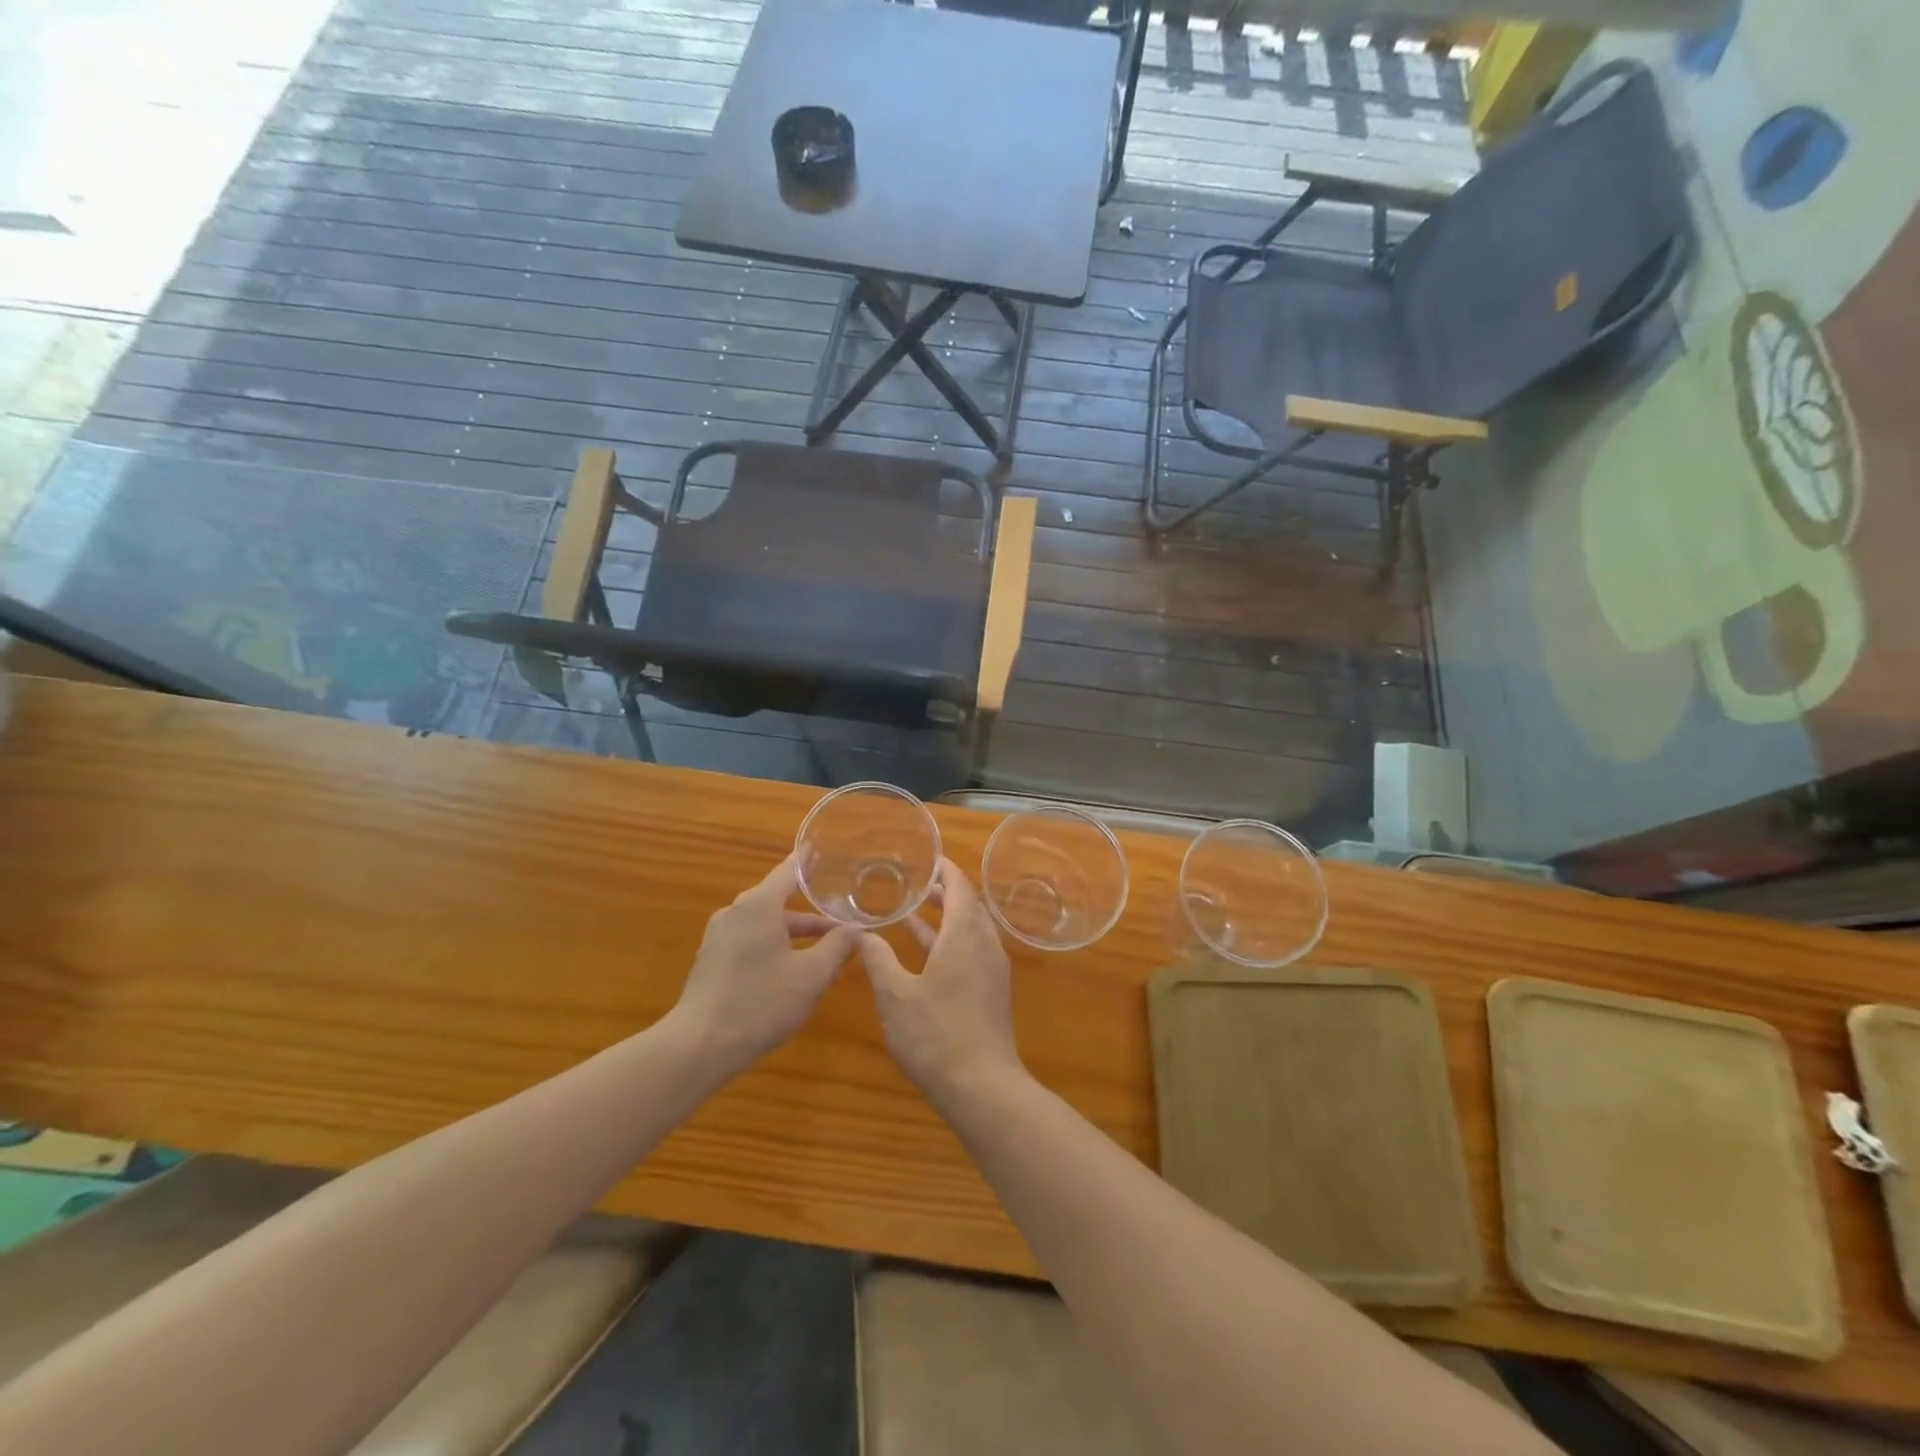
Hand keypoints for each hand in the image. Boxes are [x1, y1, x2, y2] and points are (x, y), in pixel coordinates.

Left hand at [671, 855, 859, 1077]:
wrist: (698, 1047)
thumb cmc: (760, 1002)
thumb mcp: (811, 976)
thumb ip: (837, 947)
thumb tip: (855, 929)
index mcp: (758, 906)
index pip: (788, 872)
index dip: (809, 862)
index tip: (823, 849)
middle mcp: (735, 913)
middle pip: (779, 902)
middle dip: (812, 913)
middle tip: (842, 916)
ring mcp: (719, 938)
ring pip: (766, 926)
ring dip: (795, 936)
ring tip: (826, 952)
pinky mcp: (711, 962)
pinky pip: (750, 943)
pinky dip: (775, 948)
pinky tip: (793, 973)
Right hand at [856, 859, 1026, 1105]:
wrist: (982, 1087)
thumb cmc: (936, 1035)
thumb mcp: (895, 995)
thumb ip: (877, 959)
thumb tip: (860, 932)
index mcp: (965, 936)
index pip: (960, 886)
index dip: (944, 869)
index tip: (924, 858)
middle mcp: (985, 945)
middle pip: (969, 904)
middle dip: (944, 890)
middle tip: (914, 880)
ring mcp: (992, 969)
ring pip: (971, 928)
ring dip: (947, 915)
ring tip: (915, 908)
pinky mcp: (991, 990)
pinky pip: (973, 949)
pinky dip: (951, 940)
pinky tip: (925, 953)